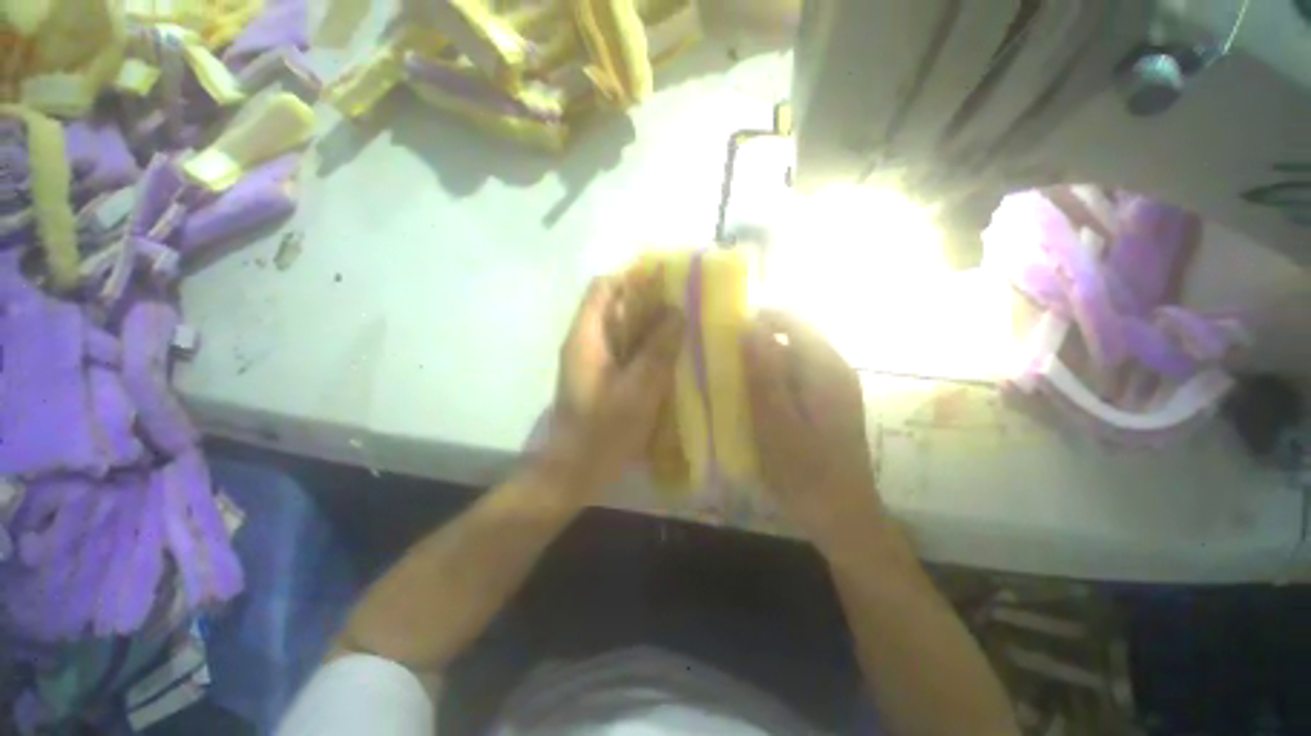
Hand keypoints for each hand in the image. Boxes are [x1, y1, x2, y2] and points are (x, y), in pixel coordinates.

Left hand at [541, 276, 683, 498]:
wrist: (576, 473)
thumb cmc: (603, 432)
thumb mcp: (636, 391)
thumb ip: (657, 351)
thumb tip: (678, 312)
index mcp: (586, 337)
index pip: (604, 287)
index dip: (633, 277)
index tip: (668, 280)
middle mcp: (587, 342)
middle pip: (616, 307)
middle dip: (650, 303)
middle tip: (687, 305)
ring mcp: (595, 361)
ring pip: (625, 330)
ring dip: (652, 326)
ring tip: (687, 327)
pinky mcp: (605, 378)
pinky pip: (628, 352)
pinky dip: (649, 348)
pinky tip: (673, 356)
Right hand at [743, 311, 884, 556]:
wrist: (843, 516)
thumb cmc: (807, 473)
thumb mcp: (777, 424)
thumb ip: (765, 375)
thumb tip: (751, 328)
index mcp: (826, 369)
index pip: (793, 320)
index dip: (760, 316)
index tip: (727, 325)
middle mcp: (835, 368)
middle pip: (794, 335)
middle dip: (758, 338)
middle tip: (725, 354)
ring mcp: (834, 386)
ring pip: (794, 355)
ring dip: (764, 358)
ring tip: (734, 373)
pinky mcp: (828, 402)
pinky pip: (797, 374)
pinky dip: (774, 376)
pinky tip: (756, 395)